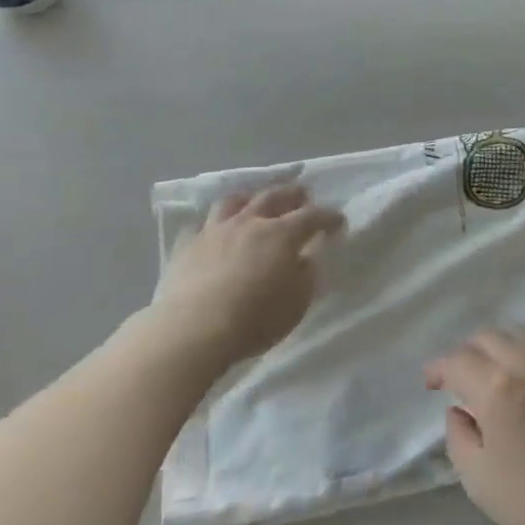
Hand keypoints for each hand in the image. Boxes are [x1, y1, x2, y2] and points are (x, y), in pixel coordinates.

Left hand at [151, 185, 343, 370]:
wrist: (193, 330)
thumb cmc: (254, 319)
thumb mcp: (297, 303)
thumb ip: (306, 276)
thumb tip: (305, 259)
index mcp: (281, 234)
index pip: (312, 216)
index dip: (328, 217)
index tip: (338, 222)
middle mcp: (249, 223)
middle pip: (273, 196)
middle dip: (292, 194)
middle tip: (302, 195)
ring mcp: (215, 231)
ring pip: (234, 201)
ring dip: (250, 198)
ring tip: (255, 201)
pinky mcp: (187, 246)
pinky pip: (200, 225)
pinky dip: (212, 225)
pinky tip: (214, 232)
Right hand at [423, 327, 524, 524]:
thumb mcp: (479, 479)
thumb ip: (459, 438)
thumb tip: (459, 411)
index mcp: (498, 388)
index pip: (459, 360)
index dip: (439, 367)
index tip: (430, 383)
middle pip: (490, 337)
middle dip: (467, 352)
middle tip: (459, 378)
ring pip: (520, 337)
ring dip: (498, 348)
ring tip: (492, 375)